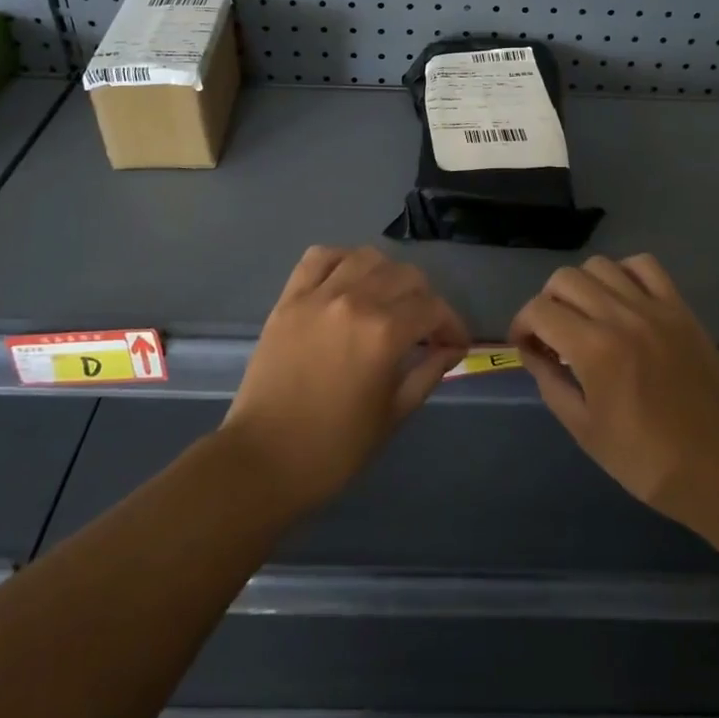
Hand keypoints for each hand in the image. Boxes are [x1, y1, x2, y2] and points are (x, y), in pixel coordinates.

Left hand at [222, 245, 469, 512]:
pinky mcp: (289, 299)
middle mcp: (355, 301)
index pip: (433, 308)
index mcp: (384, 333)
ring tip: (387, 300)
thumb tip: (451, 349)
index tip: (455, 344)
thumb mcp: (393, 414)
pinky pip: (318, 257)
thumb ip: (427, 373)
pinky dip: (341, 260)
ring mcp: (318, 296)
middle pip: (405, 275)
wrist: (263, 460)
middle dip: (425, 299)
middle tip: (423, 328)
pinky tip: (348, 280)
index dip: (452, 324)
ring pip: (366, 257)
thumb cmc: (334, 448)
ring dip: (387, 274)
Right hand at [510, 254, 718, 532]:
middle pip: (565, 279)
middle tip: (552, 334)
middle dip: (547, 303)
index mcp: (594, 350)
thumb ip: (551, 383)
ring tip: (586, 316)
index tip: (525, 346)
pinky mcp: (681, 309)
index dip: (521, 324)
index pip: (539, 310)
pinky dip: (624, 273)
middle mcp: (621, 317)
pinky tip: (622, 300)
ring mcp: (655, 308)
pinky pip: (645, 266)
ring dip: (582, 286)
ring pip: (601, 265)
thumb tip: (533, 352)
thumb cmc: (648, 461)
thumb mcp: (585, 431)